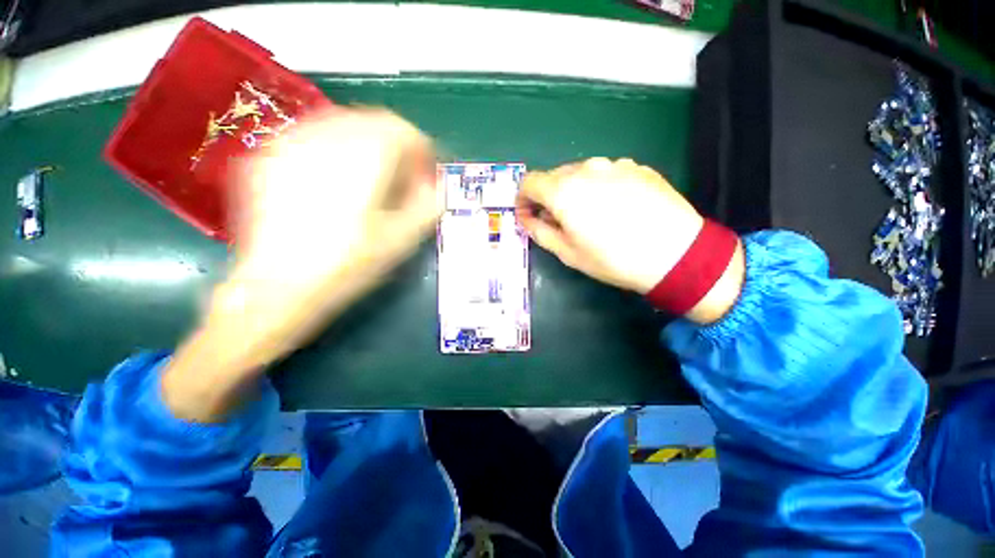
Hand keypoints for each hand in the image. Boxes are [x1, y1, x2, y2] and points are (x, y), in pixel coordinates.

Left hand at [163, 108, 439, 420]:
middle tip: (414, 184)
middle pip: (372, 126)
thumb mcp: (394, 251)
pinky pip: (320, 147)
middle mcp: (317, 151)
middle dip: (401, 152)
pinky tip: (351, 190)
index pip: (398, 132)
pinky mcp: (270, 169)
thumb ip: (423, 214)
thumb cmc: (335, 284)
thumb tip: (440, 190)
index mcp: (352, 172)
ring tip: (386, 188)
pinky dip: (346, 160)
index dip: (421, 150)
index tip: (431, 175)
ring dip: (374, 155)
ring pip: (345, 132)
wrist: (261, 309)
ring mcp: (286, 155)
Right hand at [516, 158, 743, 323]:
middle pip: (554, 176)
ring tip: (590, 216)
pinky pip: (606, 173)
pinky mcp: (637, 167)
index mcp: (564, 190)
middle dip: (549, 197)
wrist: (676, 254)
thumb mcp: (567, 252)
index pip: (529, 182)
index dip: (523, 199)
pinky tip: (616, 208)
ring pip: (581, 173)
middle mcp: (586, 169)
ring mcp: (615, 164)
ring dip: (574, 191)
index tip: (528, 216)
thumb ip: (540, 231)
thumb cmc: (613, 258)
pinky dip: (600, 187)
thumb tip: (528, 219)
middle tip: (559, 221)